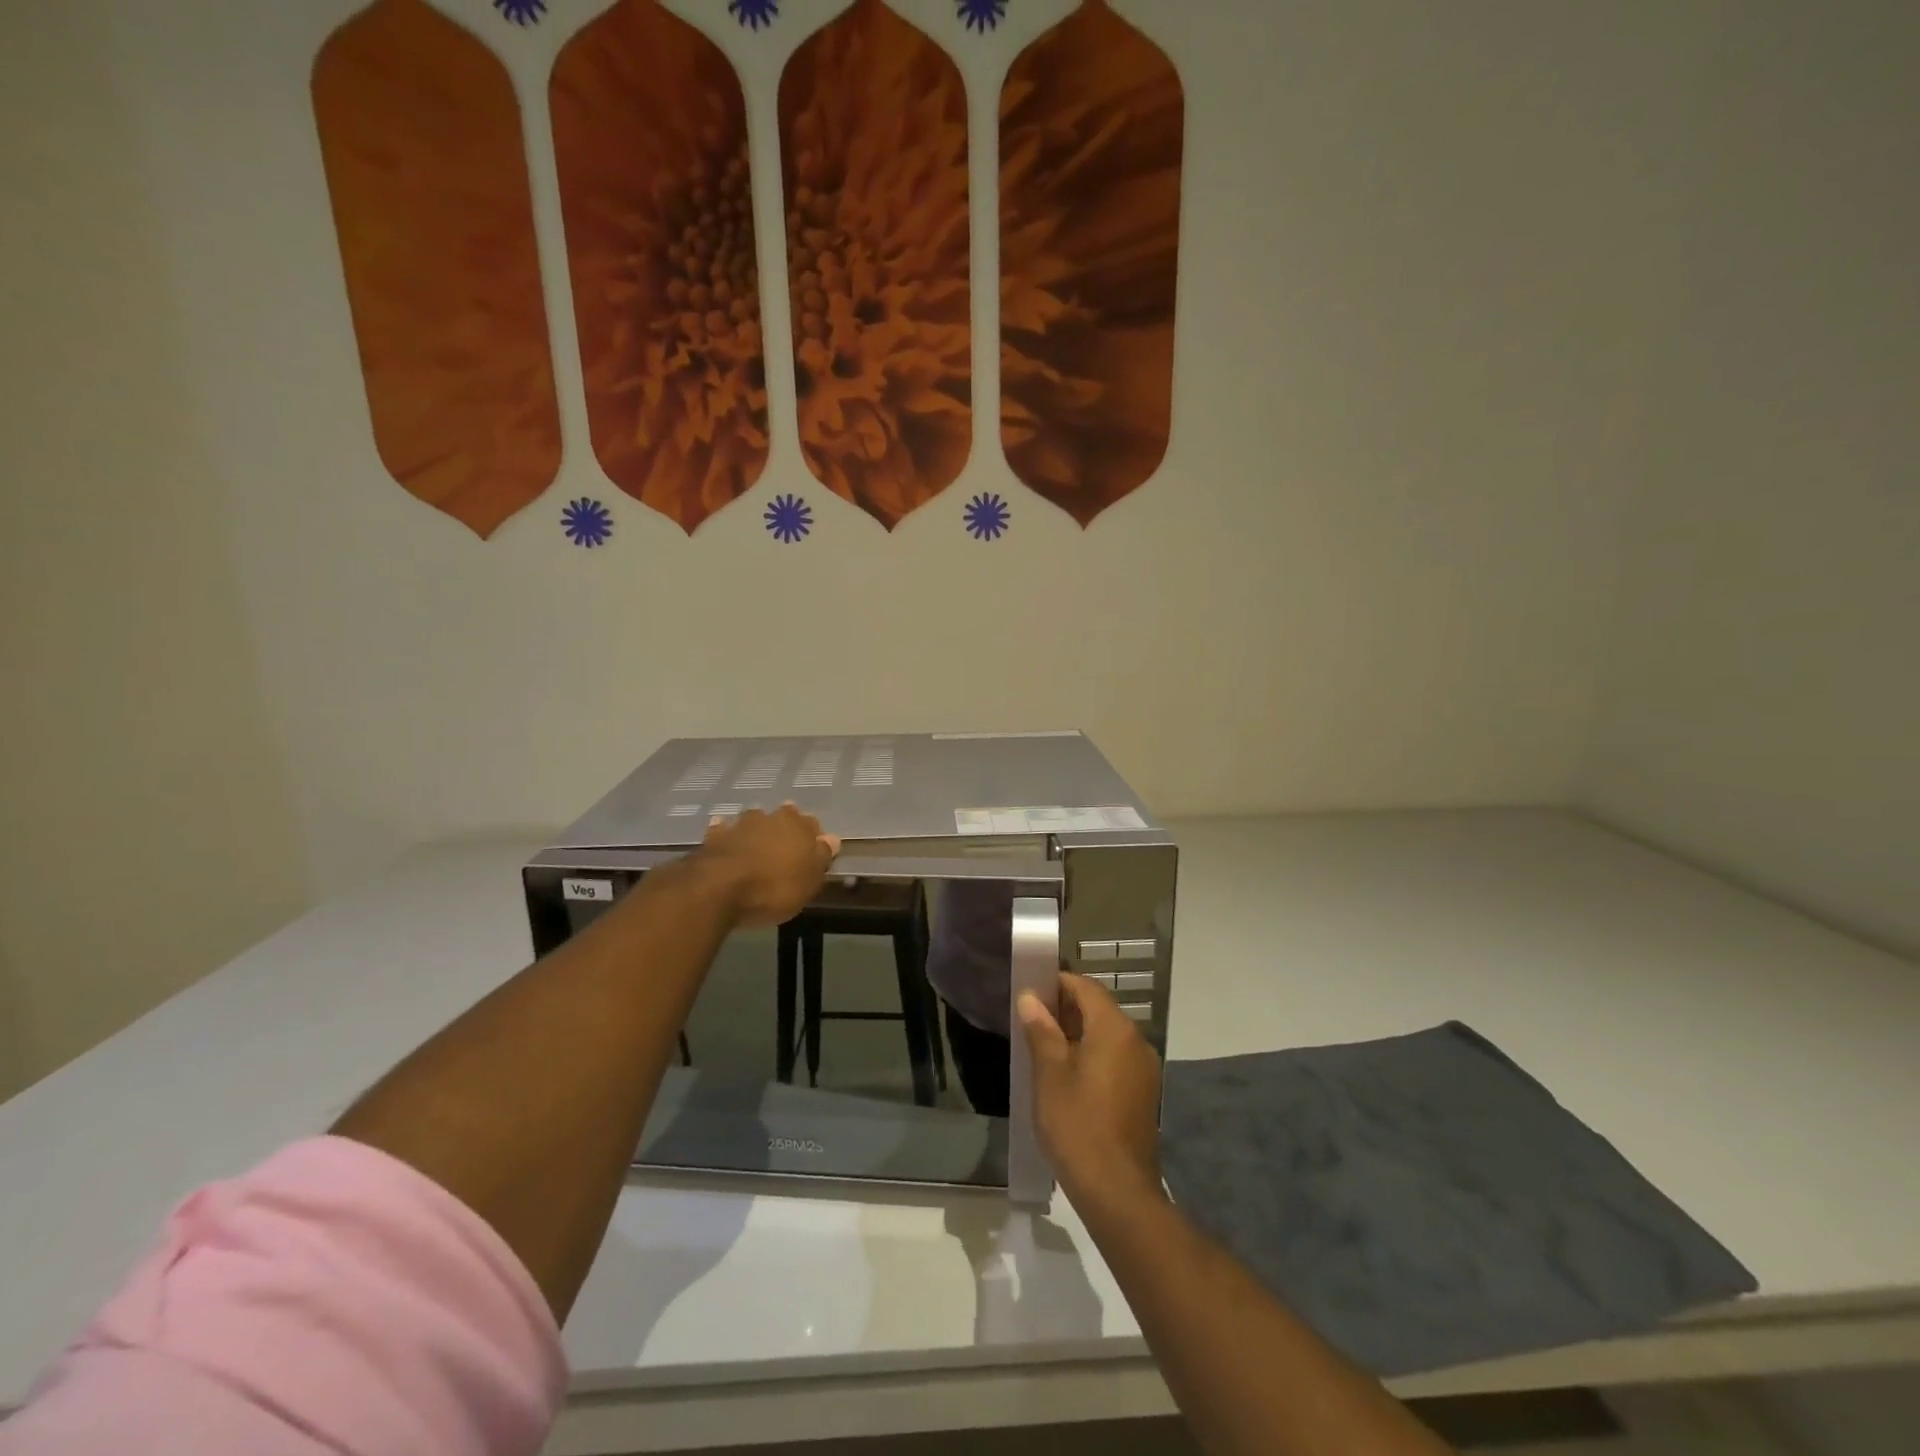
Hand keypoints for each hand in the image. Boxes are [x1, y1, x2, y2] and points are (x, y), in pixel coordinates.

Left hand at [696, 803, 839, 927]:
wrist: (719, 889)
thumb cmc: (774, 887)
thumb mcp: (809, 880)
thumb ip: (821, 857)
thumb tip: (831, 839)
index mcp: (798, 825)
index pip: (813, 824)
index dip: (814, 838)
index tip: (813, 853)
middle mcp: (770, 817)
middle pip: (783, 818)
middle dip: (784, 829)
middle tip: (785, 850)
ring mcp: (740, 824)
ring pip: (754, 822)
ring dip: (756, 830)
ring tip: (756, 847)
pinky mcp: (714, 836)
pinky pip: (723, 831)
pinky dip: (727, 835)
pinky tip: (726, 843)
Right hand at [1018, 973, 1163, 1209]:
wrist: (1117, 1191)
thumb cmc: (1077, 1125)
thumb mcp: (1049, 1074)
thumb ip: (1041, 1031)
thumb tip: (1030, 998)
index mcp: (1114, 1029)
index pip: (1086, 987)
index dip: (1058, 983)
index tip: (1031, 991)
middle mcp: (1135, 1041)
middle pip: (1099, 1009)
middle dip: (1066, 1009)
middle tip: (1032, 1020)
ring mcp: (1144, 1069)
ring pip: (1107, 1035)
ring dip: (1078, 1033)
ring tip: (1044, 1048)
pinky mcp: (1143, 1093)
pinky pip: (1115, 1058)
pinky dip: (1092, 1055)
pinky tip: (1067, 1076)